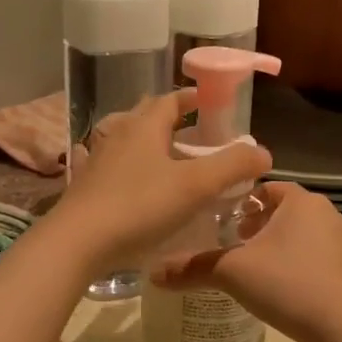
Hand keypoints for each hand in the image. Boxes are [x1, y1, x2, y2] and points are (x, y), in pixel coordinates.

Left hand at [50, 92, 270, 275]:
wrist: (78, 242)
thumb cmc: (140, 207)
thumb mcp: (196, 186)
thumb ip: (232, 166)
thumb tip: (263, 153)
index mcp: (144, 127)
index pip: (169, 100)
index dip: (190, 98)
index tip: (208, 103)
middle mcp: (118, 135)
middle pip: (145, 116)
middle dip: (169, 118)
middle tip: (193, 133)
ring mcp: (97, 160)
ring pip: (125, 140)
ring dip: (146, 142)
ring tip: (166, 159)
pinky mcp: (84, 186)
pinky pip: (107, 167)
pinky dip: (121, 167)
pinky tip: (125, 181)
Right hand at [150, 181, 341, 341]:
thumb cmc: (288, 286)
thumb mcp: (233, 274)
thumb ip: (194, 268)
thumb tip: (153, 272)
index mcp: (302, 201)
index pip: (267, 188)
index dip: (243, 203)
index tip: (225, 223)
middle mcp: (331, 214)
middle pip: (287, 212)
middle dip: (261, 226)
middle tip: (237, 248)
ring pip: (307, 235)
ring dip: (284, 246)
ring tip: (260, 271)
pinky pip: (324, 258)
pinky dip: (304, 266)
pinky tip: (289, 290)